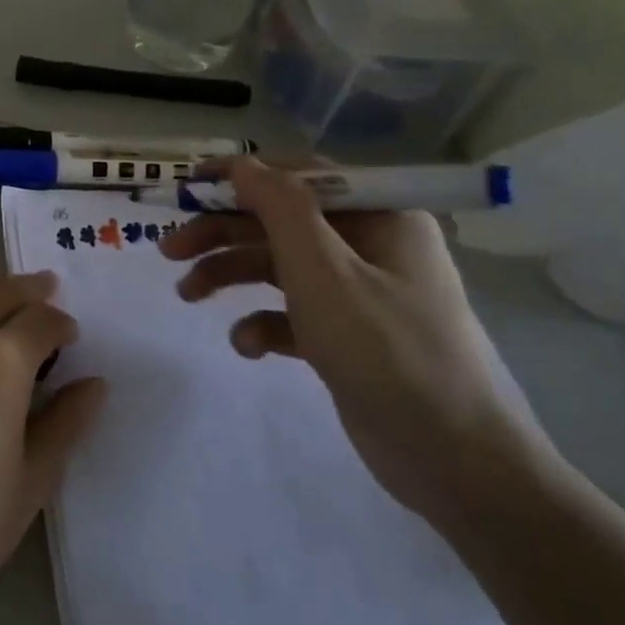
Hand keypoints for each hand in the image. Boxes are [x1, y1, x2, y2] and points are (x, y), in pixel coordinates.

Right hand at [160, 157, 552, 525]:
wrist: (455, 461)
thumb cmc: (387, 350)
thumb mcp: (324, 271)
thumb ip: (279, 208)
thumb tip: (243, 163)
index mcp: (379, 216)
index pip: (298, 177)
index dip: (240, 176)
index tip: (188, 187)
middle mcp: (370, 245)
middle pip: (280, 223)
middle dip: (222, 234)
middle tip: (169, 251)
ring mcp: (359, 292)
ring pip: (279, 267)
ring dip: (230, 276)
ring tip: (186, 296)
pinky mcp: (346, 335)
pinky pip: (292, 313)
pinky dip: (263, 322)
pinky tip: (246, 345)